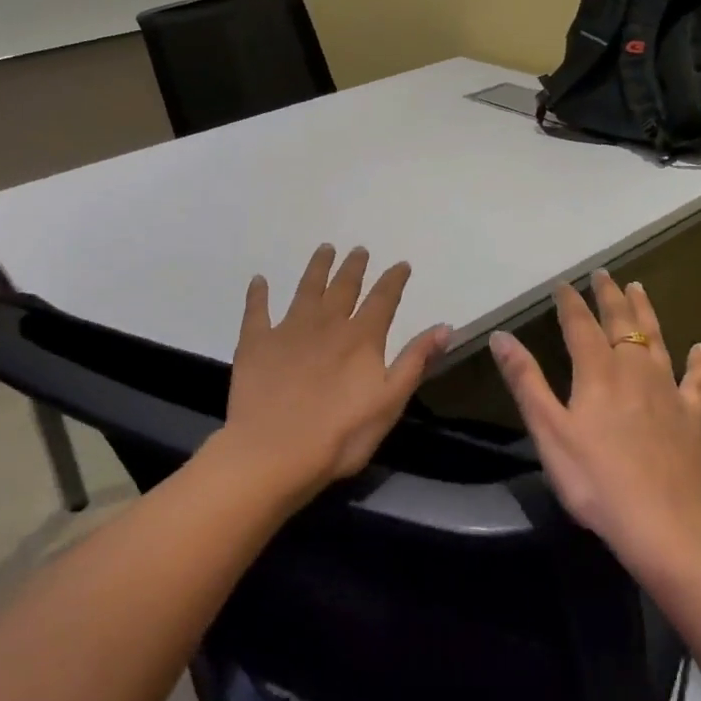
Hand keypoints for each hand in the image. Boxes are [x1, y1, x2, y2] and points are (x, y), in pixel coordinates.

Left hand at [215, 244, 451, 507]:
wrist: (274, 452)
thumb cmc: (340, 435)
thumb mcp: (390, 402)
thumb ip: (415, 361)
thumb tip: (444, 326)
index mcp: (362, 338)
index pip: (383, 299)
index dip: (394, 280)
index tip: (401, 264)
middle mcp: (327, 323)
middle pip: (343, 286)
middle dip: (354, 267)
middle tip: (358, 250)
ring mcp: (289, 329)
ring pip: (306, 288)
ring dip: (317, 267)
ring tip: (325, 249)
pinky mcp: (256, 342)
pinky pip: (257, 310)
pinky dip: (259, 294)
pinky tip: (259, 280)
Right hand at [490, 271, 700, 567]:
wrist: (665, 524)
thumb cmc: (596, 480)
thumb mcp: (549, 431)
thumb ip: (526, 381)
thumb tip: (501, 336)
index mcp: (598, 373)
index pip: (581, 325)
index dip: (570, 302)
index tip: (562, 283)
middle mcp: (635, 371)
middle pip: (622, 324)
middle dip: (610, 296)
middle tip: (604, 273)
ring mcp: (668, 392)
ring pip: (657, 340)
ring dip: (646, 312)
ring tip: (639, 289)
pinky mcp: (692, 417)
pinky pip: (696, 379)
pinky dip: (698, 360)